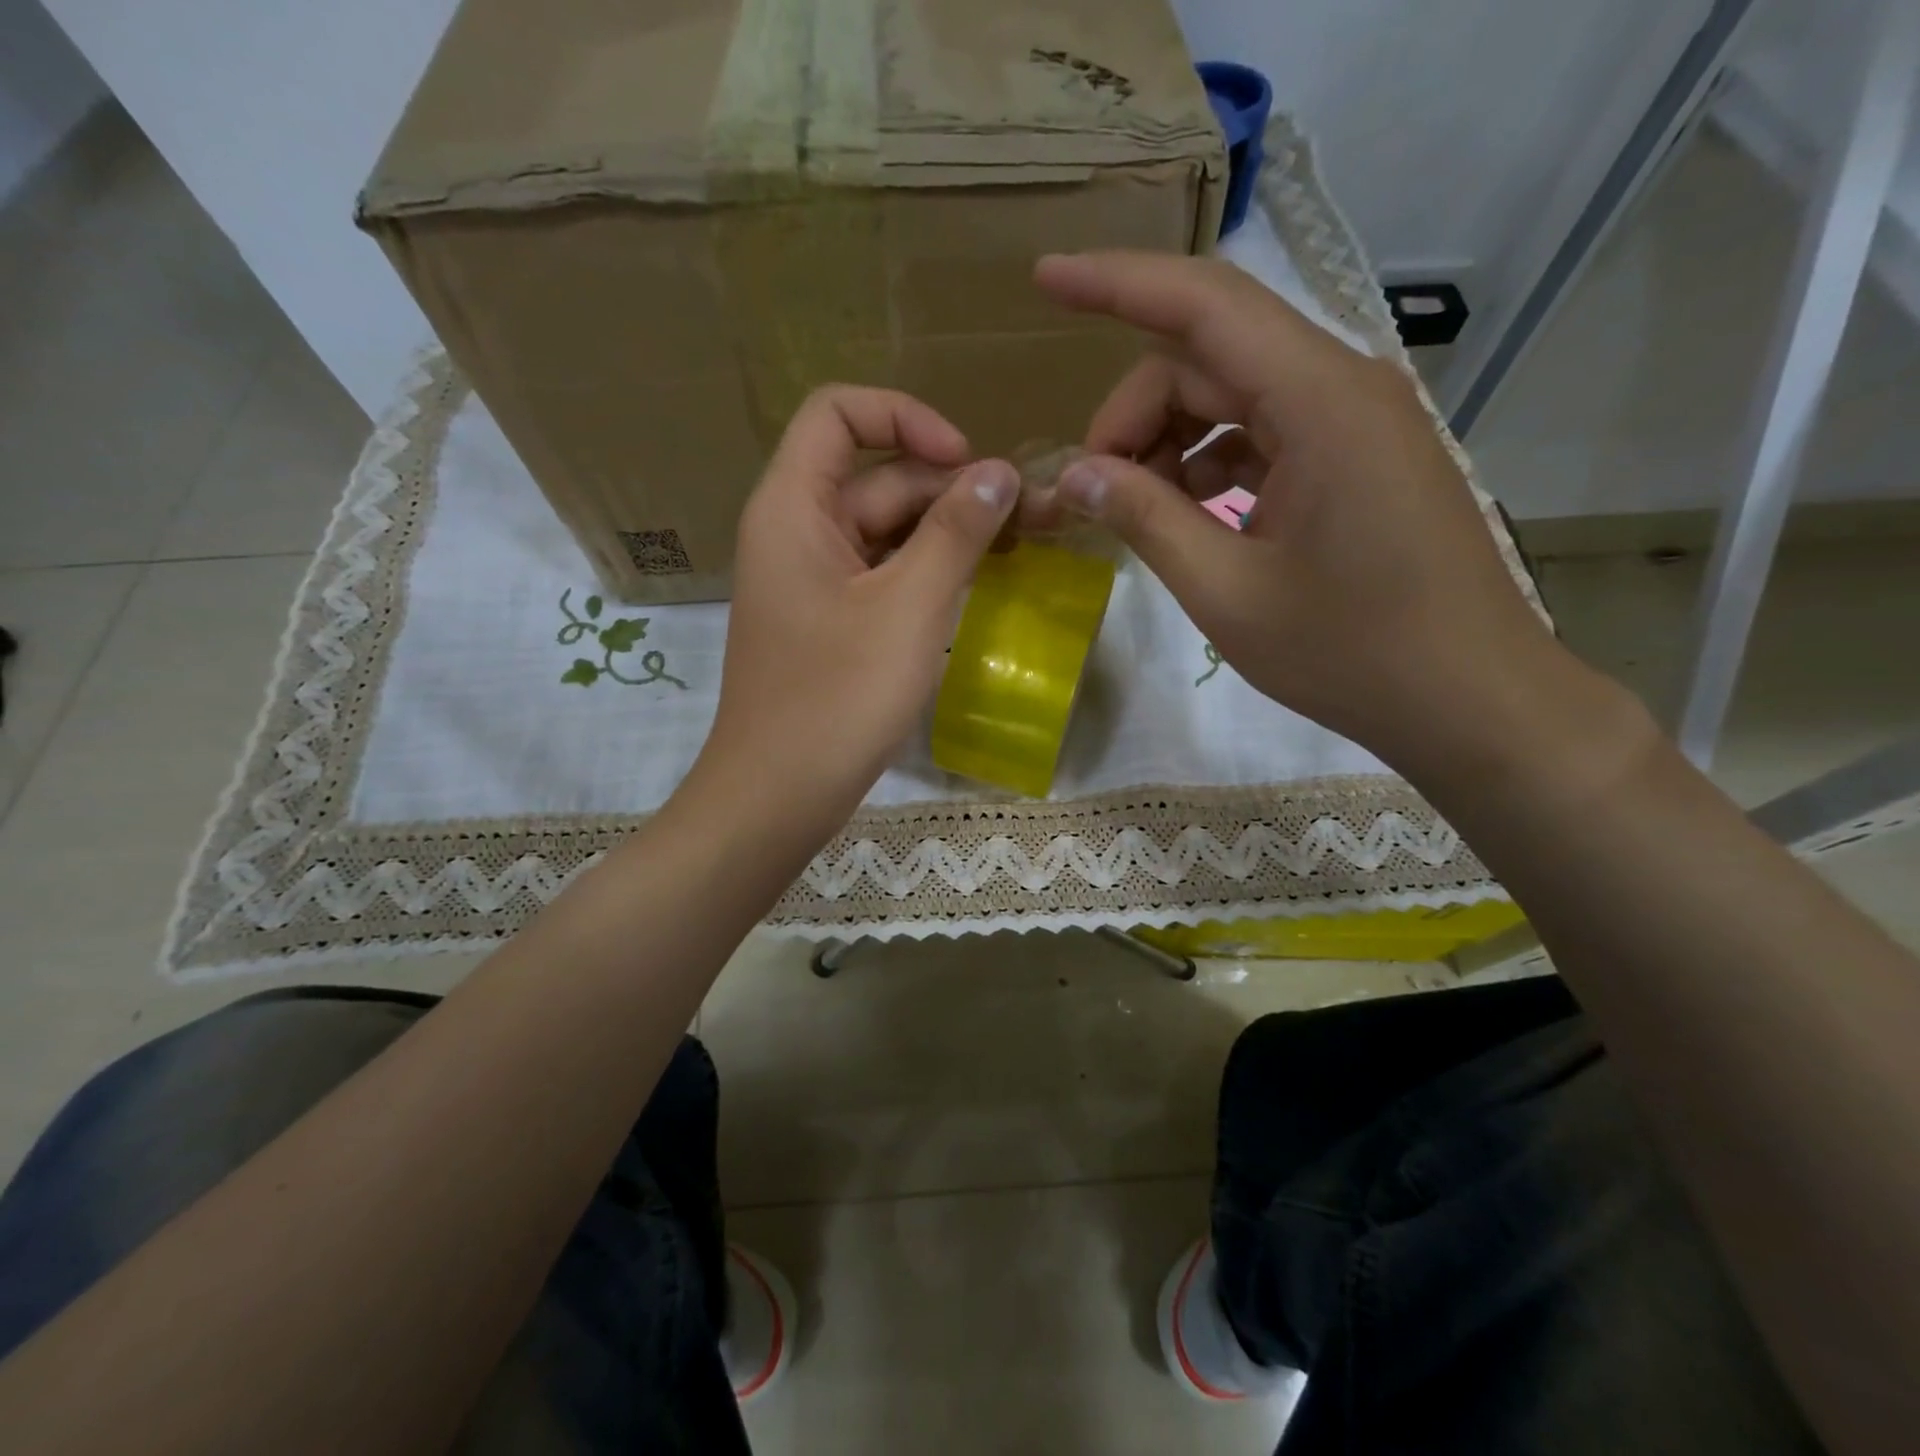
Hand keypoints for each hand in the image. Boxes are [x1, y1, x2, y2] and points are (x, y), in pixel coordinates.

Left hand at [697, 386, 1018, 835]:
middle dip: (950, 489)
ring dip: (945, 535)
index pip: (838, 413)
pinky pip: (880, 576)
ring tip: (1016, 552)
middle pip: (876, 477)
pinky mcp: (828, 623)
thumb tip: (1000, 472)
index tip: (966, 462)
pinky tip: (975, 589)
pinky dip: (925, 574)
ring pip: (884, 532)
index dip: (905, 417)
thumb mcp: (909, 607)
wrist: (778, 795)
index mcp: (793, 507)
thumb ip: (956, 531)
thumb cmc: (838, 698)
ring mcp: (811, 582)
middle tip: (1028, 519)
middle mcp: (795, 532)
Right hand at [1032, 251, 1564, 772]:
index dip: (1114, 284)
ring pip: (1234, 394)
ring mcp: (1354, 421)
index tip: (1044, 279)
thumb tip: (1073, 474)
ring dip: (1171, 442)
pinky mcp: (1355, 457)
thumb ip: (1145, 519)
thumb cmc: (1350, 652)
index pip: (1202, 304)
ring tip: (1137, 512)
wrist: (1469, 699)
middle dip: (1134, 414)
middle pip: (1208, 357)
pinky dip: (1212, 464)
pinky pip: (1264, 433)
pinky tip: (1190, 517)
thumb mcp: (1227, 592)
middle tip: (1091, 491)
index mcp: (1319, 401)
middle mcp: (1342, 386)